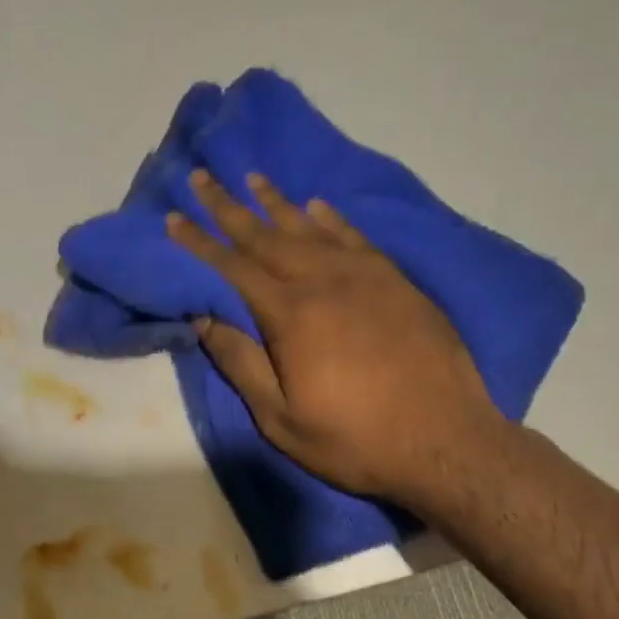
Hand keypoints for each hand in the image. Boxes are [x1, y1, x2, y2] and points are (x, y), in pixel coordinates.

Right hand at [168, 170, 505, 505]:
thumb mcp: (281, 419)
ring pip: (311, 228)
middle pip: (267, 236)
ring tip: (252, 178)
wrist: (445, 441)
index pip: (233, 267)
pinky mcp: (398, 282)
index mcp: (291, 315)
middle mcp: (325, 282)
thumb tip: (204, 317)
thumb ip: (242, 363)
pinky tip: (317, 206)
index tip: (174, 216)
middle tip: (202, 177)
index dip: (199, 241)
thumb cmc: (355, 440)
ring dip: (277, 203)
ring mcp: (367, 277)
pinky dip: (331, 218)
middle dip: (229, 207)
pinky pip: (356, 238)